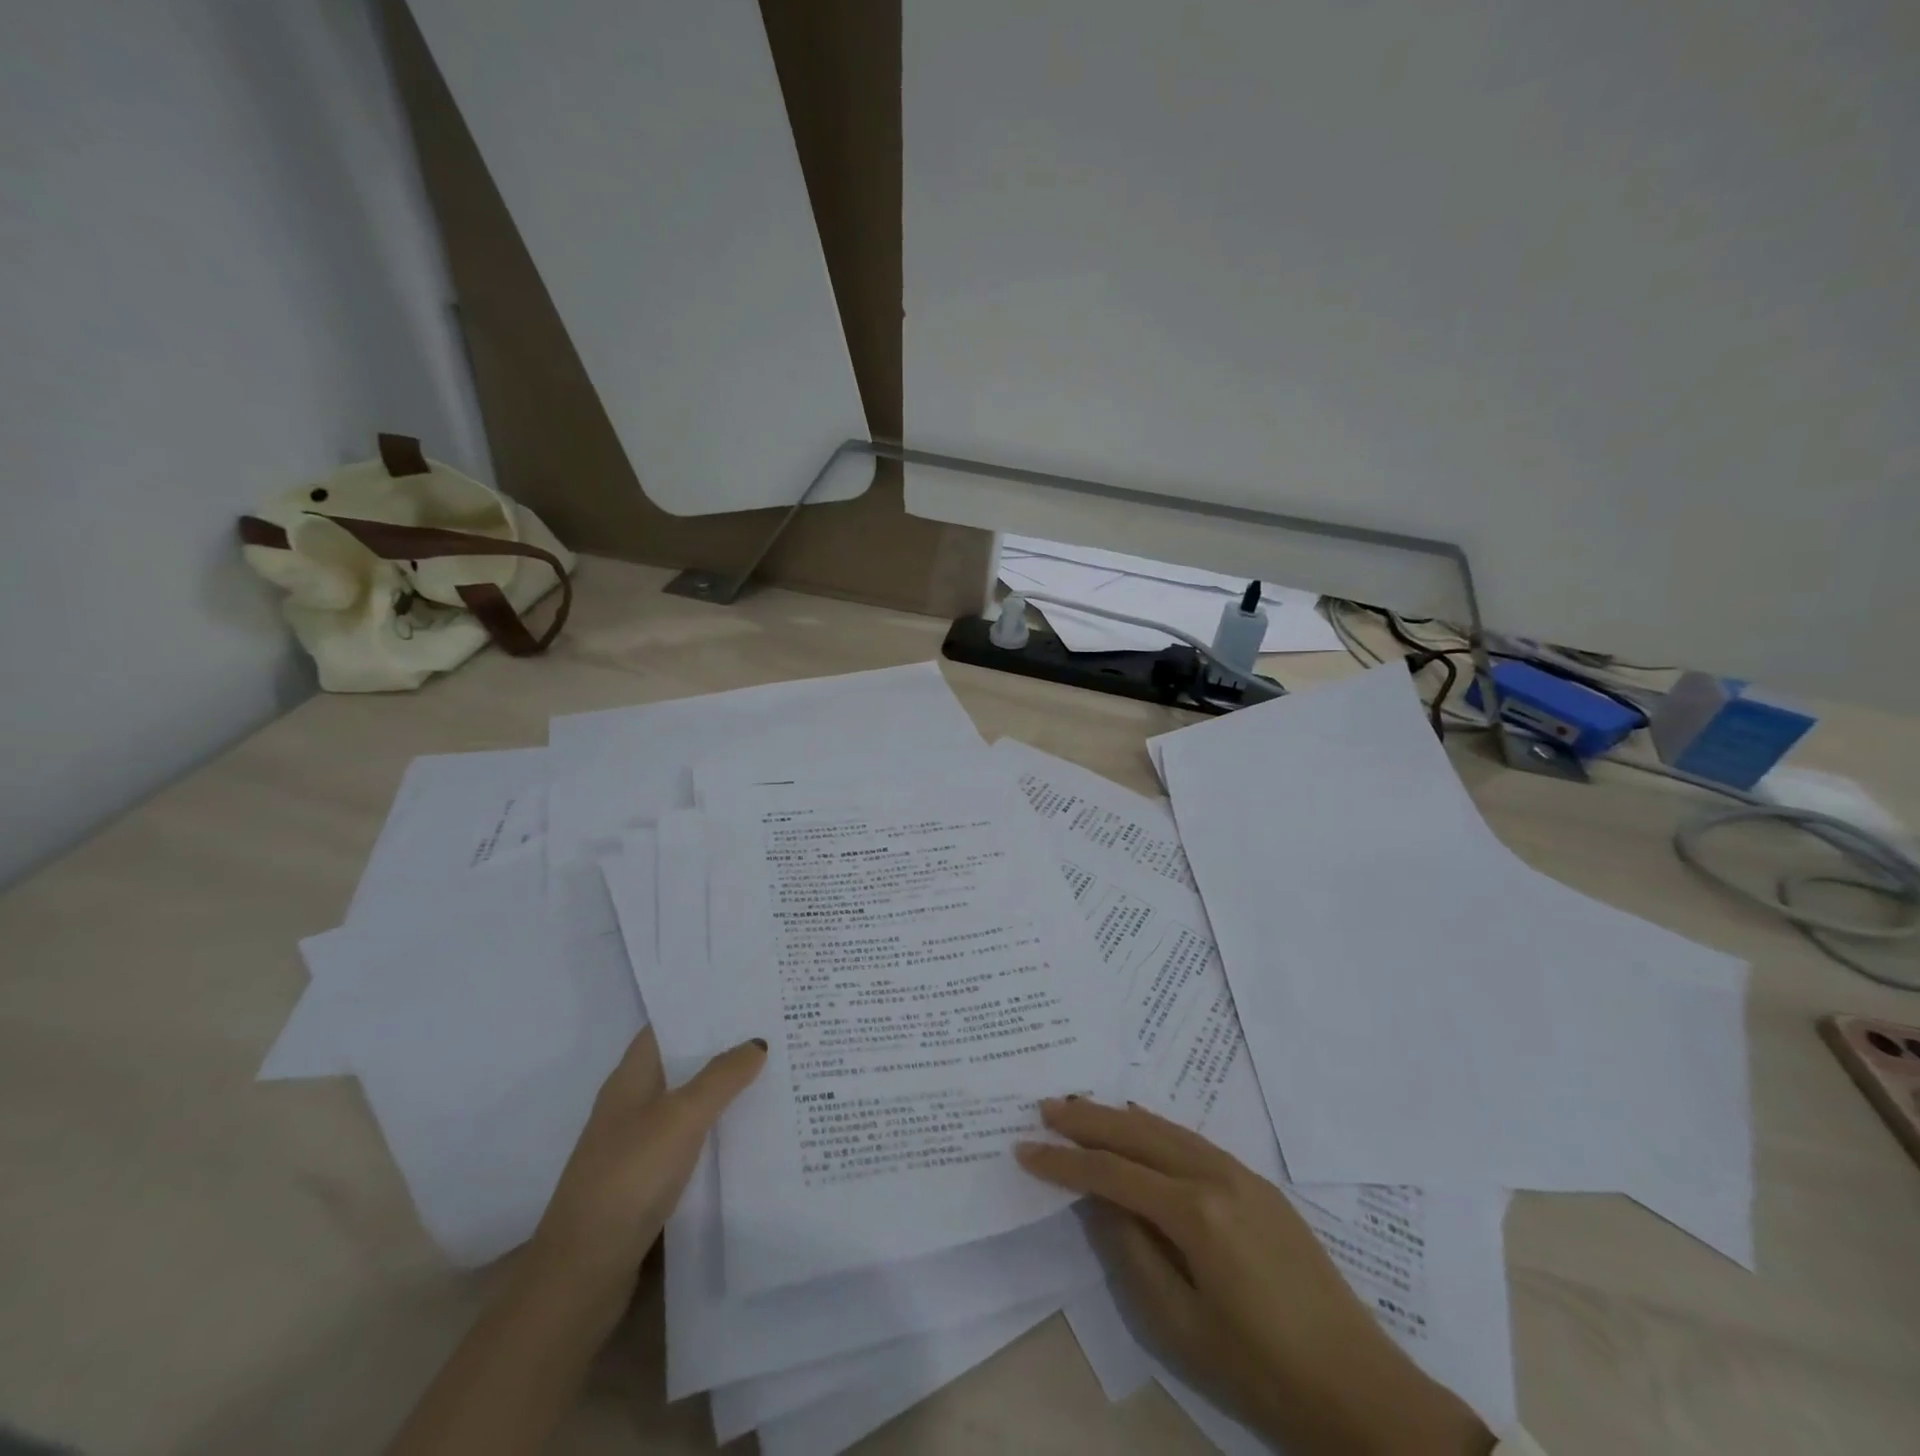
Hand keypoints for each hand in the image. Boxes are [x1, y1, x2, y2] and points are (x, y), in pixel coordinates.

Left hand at [526, 1028, 766, 1312]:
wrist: (582, 1273)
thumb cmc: (628, 1177)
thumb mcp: (681, 1117)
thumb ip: (721, 1077)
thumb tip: (756, 1042)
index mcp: (630, 1079)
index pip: (666, 1027)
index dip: (700, 1008)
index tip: (744, 995)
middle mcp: (631, 1105)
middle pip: (680, 1064)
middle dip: (721, 1048)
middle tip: (773, 1030)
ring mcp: (636, 1145)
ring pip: (687, 1104)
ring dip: (722, 1091)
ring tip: (773, 1074)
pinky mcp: (646, 1182)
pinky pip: (688, 1142)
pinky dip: (715, 1132)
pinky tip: (748, 1133)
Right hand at [1017, 1099, 1493, 1455]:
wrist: (1362, 1391)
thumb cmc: (1262, 1372)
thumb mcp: (1180, 1326)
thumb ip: (1131, 1253)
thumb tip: (1098, 1202)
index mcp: (1196, 1212)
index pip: (1113, 1173)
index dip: (1065, 1162)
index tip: (1025, 1149)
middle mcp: (1217, 1176)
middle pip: (1138, 1133)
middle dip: (1088, 1120)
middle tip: (1045, 1107)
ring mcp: (1242, 1175)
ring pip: (1166, 1128)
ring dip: (1120, 1116)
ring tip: (1081, 1107)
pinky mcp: (1259, 1185)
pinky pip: (1194, 1141)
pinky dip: (1157, 1128)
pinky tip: (1141, 1122)